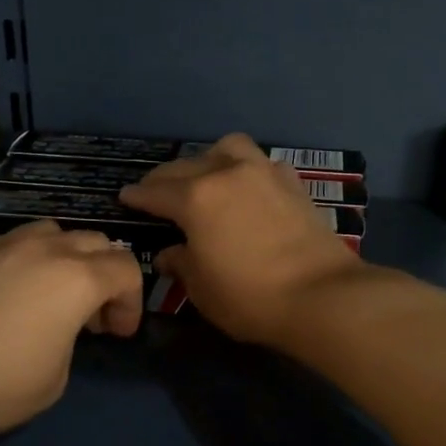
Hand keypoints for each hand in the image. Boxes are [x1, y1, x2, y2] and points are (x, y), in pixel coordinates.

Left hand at [0, 221, 143, 441]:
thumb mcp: (55, 378)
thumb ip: (70, 341)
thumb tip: (57, 329)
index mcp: (77, 278)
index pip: (126, 269)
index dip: (131, 301)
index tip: (117, 333)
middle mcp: (47, 249)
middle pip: (96, 241)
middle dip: (106, 275)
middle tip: (92, 315)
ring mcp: (5, 245)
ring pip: (55, 232)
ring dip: (68, 258)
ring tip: (54, 293)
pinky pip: (16, 243)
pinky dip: (30, 260)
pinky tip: (13, 293)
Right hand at [118, 133, 360, 345]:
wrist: (321, 296)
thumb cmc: (249, 297)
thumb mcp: (201, 288)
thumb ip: (181, 263)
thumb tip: (170, 253)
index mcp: (195, 198)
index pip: (155, 192)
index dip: (137, 196)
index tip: (124, 197)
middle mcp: (226, 174)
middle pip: (185, 166)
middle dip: (165, 179)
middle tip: (155, 192)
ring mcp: (262, 173)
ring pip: (227, 148)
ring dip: (208, 159)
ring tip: (205, 177)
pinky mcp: (292, 183)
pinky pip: (260, 163)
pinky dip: (246, 169)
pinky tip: (246, 187)